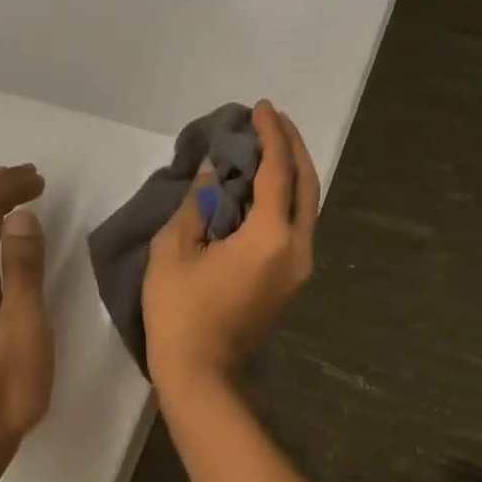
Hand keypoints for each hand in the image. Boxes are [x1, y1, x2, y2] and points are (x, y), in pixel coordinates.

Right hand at [143, 102, 319, 394]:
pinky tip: (266, 187)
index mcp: (270, 236)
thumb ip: (197, 204)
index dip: (270, 135)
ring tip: (272, 146)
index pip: (278, 171)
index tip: (260, 108)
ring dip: (293, 172)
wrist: (201, 373)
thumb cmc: (180, 312)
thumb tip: (212, 172)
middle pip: (307, 184)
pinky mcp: (291, 281)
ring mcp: (299, 267)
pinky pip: (297, 225)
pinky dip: (287, 198)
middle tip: (273, 119)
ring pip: (307, 206)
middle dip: (292, 146)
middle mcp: (297, 247)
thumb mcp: (174, 250)